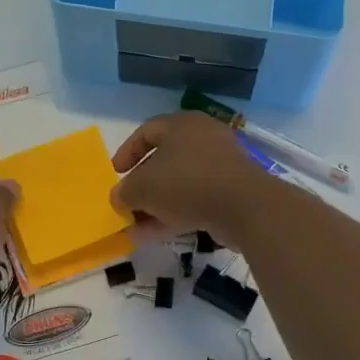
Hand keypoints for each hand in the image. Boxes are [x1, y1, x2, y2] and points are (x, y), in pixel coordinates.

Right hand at [110, 113, 272, 242]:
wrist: (244, 206)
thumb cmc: (187, 183)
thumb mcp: (143, 187)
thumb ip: (124, 191)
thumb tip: (118, 198)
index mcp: (181, 125)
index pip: (146, 131)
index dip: (127, 152)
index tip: (115, 173)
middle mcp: (202, 139)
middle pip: (164, 160)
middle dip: (142, 185)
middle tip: (127, 202)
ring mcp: (220, 165)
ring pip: (179, 183)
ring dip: (156, 205)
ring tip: (135, 227)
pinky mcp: (231, 190)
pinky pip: (195, 199)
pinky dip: (175, 214)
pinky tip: (155, 234)